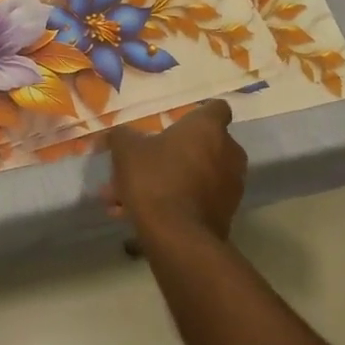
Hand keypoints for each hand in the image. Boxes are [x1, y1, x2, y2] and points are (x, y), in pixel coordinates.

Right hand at [105, 99, 245, 240]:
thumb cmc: (154, 179)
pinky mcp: (225, 214)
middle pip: (200, 146)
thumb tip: (114, 135)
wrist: (178, 236)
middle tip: (139, 167)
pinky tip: (135, 214)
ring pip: (192, 176)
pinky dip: (172, 203)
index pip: (216, 108)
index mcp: (208, 129)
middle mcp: (228, 153)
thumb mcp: (126, 150)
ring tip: (125, 198)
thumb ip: (121, 136)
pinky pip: (194, 200)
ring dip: (164, 182)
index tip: (176, 125)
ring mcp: (230, 185)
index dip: (197, 115)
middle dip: (169, 155)